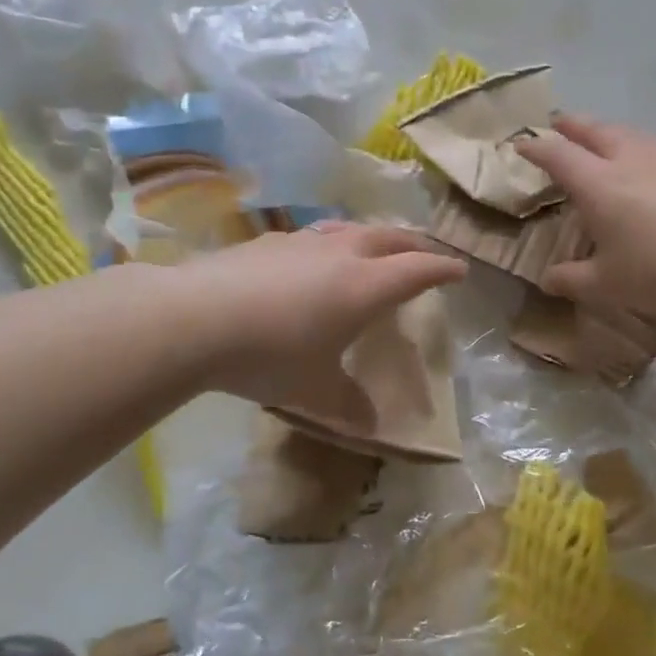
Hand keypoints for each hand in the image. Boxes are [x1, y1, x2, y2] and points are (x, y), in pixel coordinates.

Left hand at [173, 223, 465, 419]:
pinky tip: (310, 260)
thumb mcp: (314, 389)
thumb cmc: (270, 355)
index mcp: (366, 286)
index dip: (443, 268)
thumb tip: (370, 425)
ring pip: (350, 230)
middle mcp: (341, 254)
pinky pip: (313, 237)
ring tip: (372, 247)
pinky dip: (329, 244)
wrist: (195, 319)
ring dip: (371, 237)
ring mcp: (302, 243)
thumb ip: (347, 403)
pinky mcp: (267, 242)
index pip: (419, 269)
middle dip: (414, 243)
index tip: (460, 269)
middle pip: (390, 237)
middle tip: (426, 251)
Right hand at [514, 114, 655, 317]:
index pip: (557, 155)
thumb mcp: (607, 284)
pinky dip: (636, 149)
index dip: (536, 148)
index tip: (521, 145)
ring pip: (628, 134)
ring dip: (607, 131)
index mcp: (598, 183)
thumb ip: (572, 279)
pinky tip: (645, 166)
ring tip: (600, 138)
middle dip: (572, 125)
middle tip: (558, 123)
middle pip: (594, 131)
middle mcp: (628, 160)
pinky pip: (654, 149)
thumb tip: (548, 279)